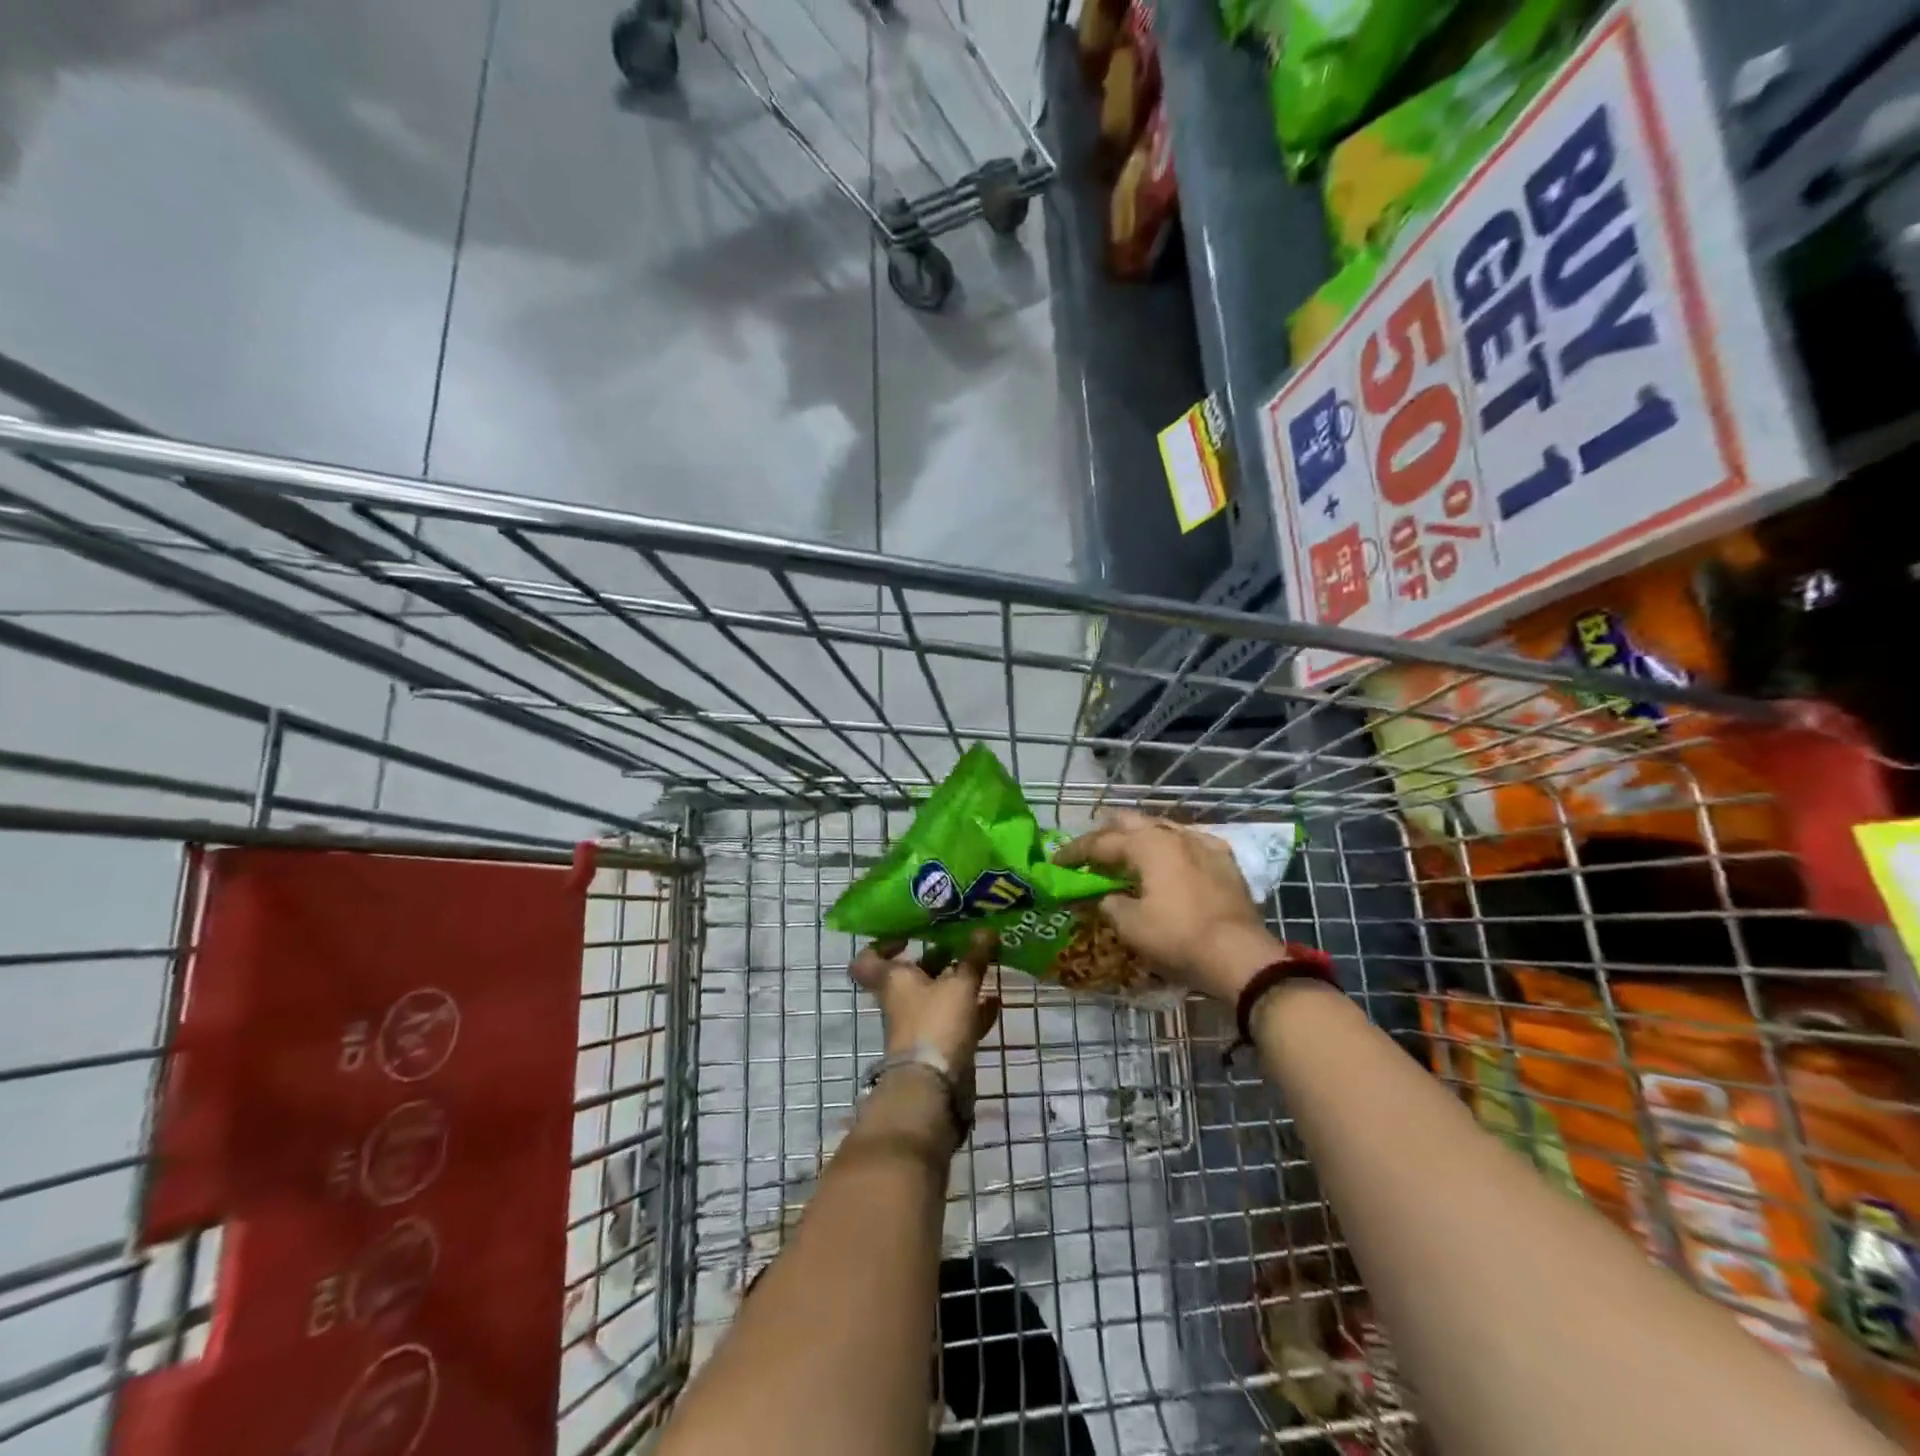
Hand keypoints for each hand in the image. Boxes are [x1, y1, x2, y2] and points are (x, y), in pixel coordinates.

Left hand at [850, 928, 1001, 1071]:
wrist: (933, 1086)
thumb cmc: (935, 1022)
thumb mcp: (959, 984)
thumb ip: (973, 958)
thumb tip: (986, 928)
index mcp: (892, 980)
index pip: (868, 959)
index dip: (882, 944)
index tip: (908, 935)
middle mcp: (900, 1000)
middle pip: (911, 975)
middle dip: (935, 959)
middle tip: (959, 941)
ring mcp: (919, 1025)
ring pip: (935, 997)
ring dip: (956, 983)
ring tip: (981, 964)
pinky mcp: (938, 1046)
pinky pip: (956, 1021)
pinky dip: (973, 1010)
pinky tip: (995, 999)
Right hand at [1055, 809, 1282, 1002]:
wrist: (1240, 956)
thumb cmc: (1178, 938)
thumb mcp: (1130, 926)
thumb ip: (1110, 904)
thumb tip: (1106, 897)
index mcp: (1147, 845)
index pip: (1100, 842)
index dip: (1075, 852)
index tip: (1057, 861)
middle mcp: (1174, 835)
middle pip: (1131, 823)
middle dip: (1107, 833)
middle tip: (1091, 850)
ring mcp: (1203, 844)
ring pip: (1162, 828)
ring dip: (1140, 837)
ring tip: (1127, 852)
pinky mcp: (1224, 860)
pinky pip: (1190, 842)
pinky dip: (1172, 847)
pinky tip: (1172, 857)